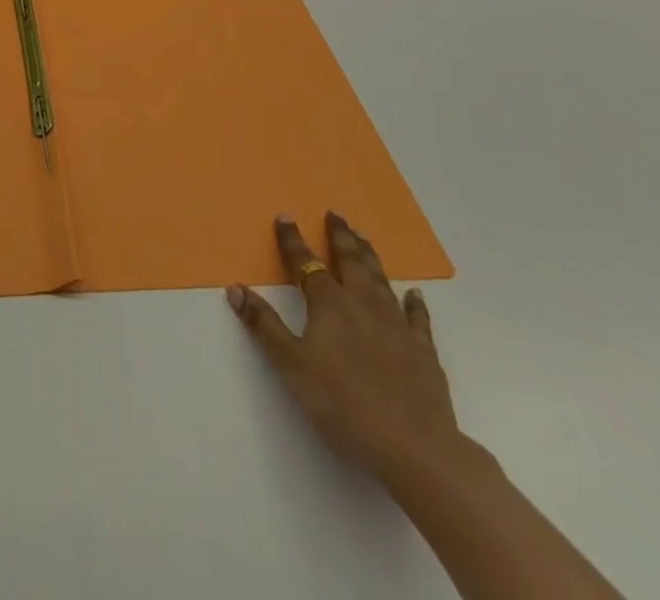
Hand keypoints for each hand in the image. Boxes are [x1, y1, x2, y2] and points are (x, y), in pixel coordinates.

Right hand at [227, 211, 459, 482]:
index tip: (285, 216)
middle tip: (336, 213)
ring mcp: (397, 326)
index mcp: (329, 304)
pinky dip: (415, 304)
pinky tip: (416, 294)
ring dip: (370, 257)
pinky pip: (418, 319)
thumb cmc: (342, 404)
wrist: (414, 447)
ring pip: (380, 280)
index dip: (292, 240)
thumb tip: (235, 288)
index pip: (305, 263)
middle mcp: (362, 304)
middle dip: (339, 237)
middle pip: (349, 262)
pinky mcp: (423, 352)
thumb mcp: (291, 365)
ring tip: (364, 237)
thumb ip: (264, 325)